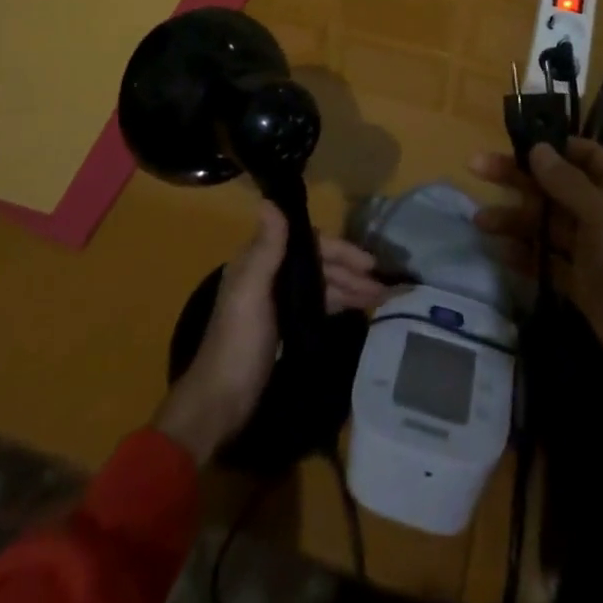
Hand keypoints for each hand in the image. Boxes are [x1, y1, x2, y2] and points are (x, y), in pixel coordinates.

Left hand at [153, 204, 386, 462]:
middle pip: (317, 263)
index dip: (339, 249)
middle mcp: (268, 274)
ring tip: (379, 299)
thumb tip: (271, 198)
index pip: (308, 243)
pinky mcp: (283, 327)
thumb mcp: (251, 291)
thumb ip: (265, 247)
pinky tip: (356, 309)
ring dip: (349, 288)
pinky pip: (316, 305)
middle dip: (349, 271)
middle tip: (382, 286)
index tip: (368, 261)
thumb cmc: (237, 343)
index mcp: (258, 260)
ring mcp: (276, 302)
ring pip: (320, 285)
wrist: (220, 404)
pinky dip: (337, 303)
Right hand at [472, 140, 602, 521]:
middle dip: (519, 178)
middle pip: (557, 187)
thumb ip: (568, 183)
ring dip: (516, 220)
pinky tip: (499, 252)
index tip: (510, 140)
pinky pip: (551, 263)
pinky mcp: (586, 287)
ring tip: (479, 221)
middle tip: (476, 168)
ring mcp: (597, 252)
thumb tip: (538, 148)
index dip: (548, 146)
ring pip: (549, 225)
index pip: (582, 154)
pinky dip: (527, 256)